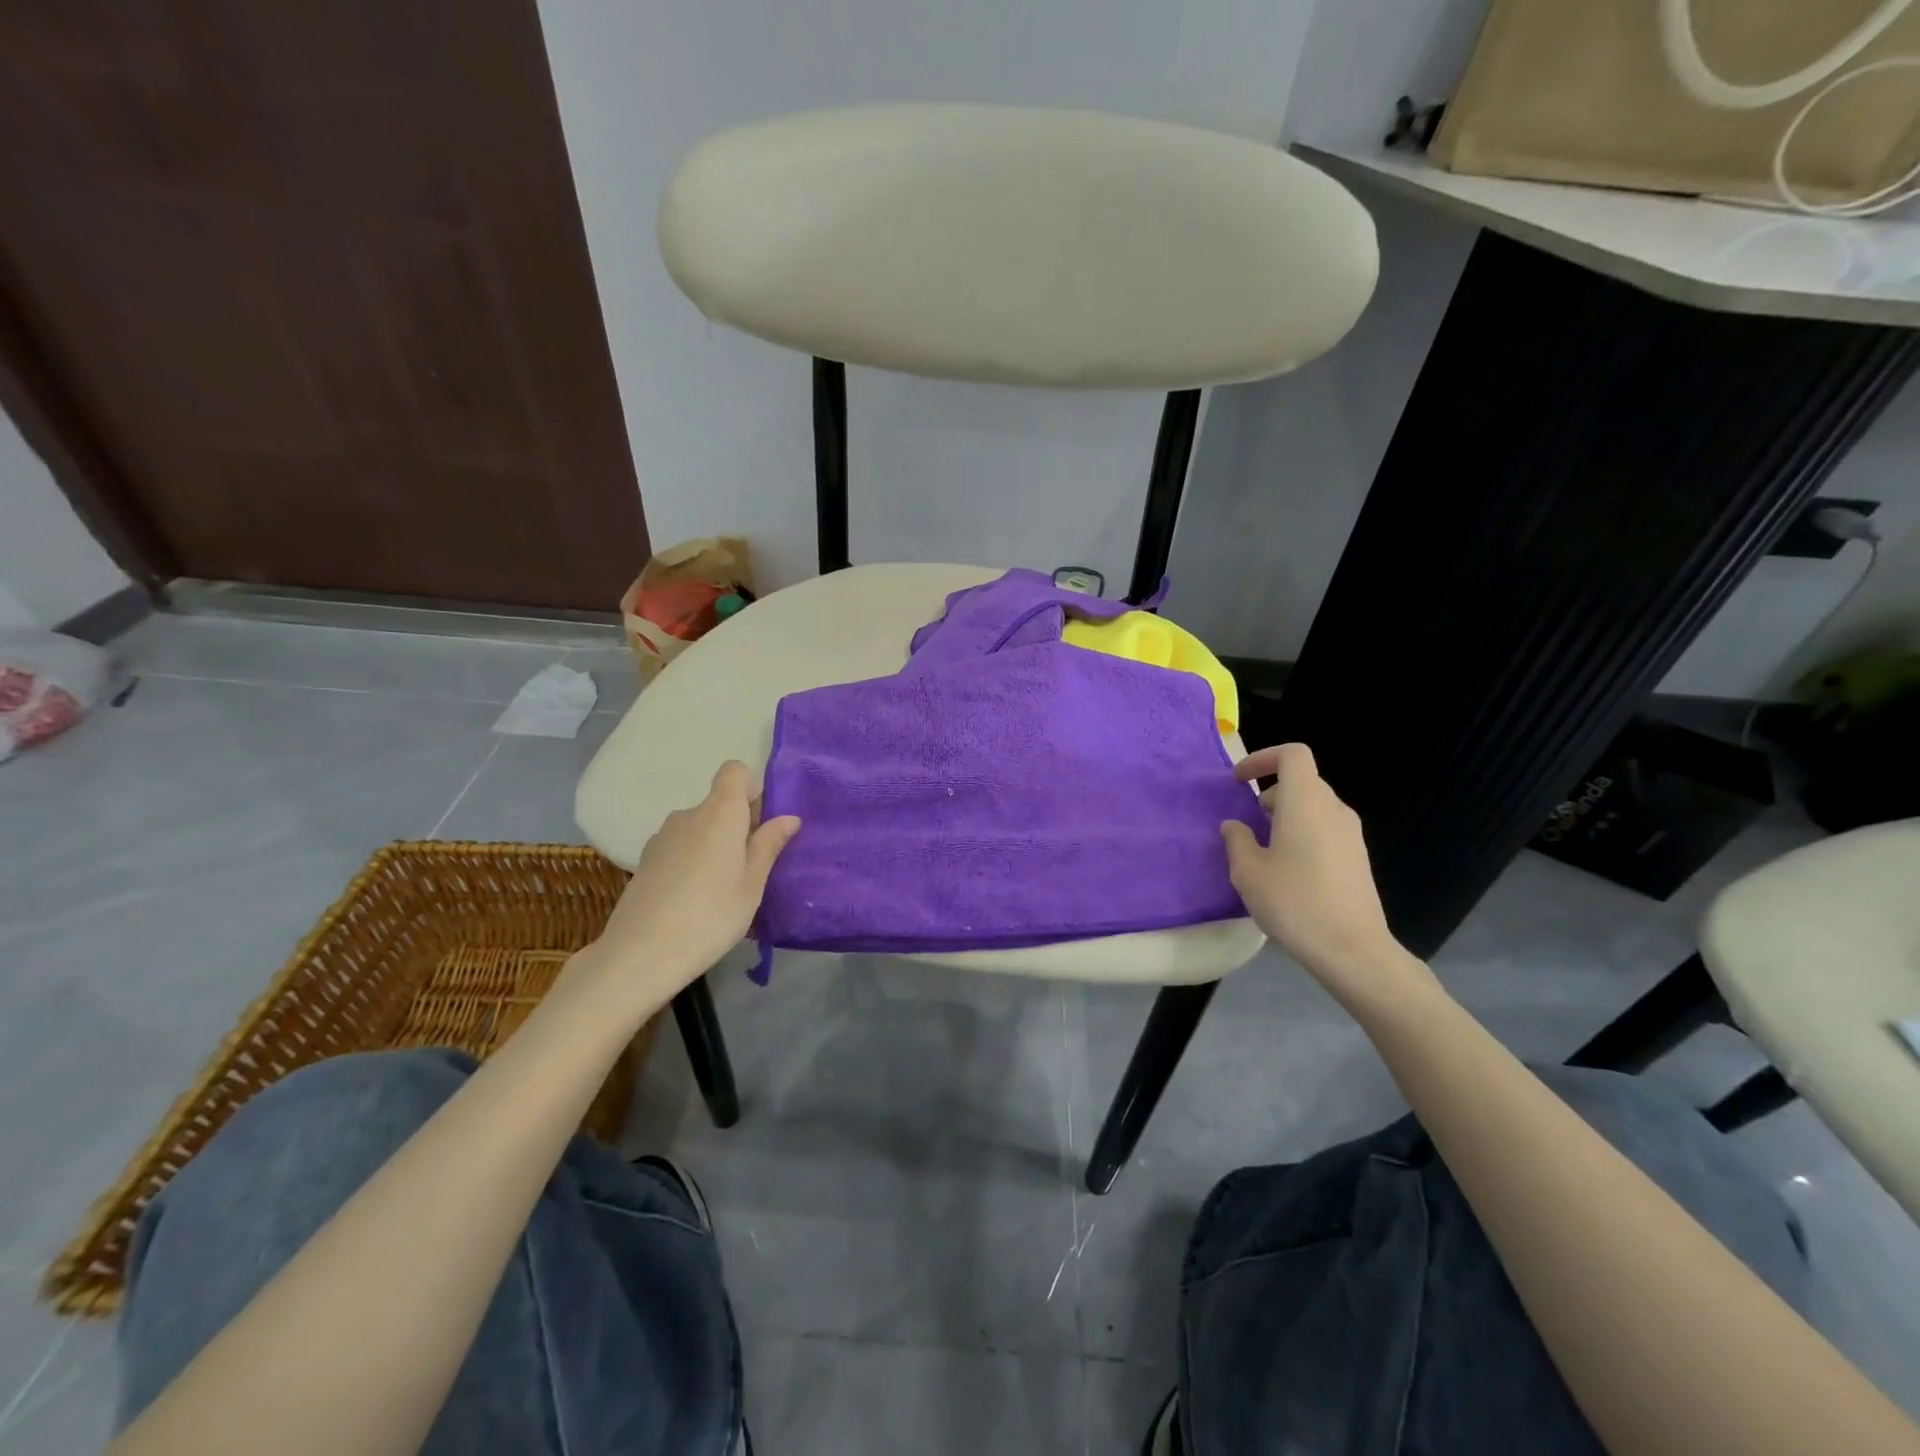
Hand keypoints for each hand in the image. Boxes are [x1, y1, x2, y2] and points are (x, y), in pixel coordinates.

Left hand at [573, 762, 800, 1009]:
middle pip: (719, 802)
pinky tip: (694, 900)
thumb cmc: (711, 915)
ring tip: (723, 889)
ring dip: (715, 845)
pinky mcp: (645, 861)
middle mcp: (688, 815)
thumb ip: (769, 845)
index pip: (734, 771)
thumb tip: (789, 817)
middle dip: (739, 824)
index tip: (762, 823)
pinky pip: (680, 847)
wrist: (640, 955)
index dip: (752, 788)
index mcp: (720, 813)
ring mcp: (662, 838)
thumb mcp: (752, 884)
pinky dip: (693, 861)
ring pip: (699, 827)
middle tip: (752, 866)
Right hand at [1221, 743, 1426, 1002]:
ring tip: (1265, 848)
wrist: (1352, 950)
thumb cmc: (1294, 902)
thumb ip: (1237, 840)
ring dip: (1287, 815)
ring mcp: (1351, 834)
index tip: (1239, 781)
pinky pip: (1326, 829)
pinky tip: (1289, 870)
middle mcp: (1333, 809)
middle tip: (1249, 821)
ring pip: (1315, 806)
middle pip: (1303, 781)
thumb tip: (1235, 826)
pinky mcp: (1358, 858)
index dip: (1263, 758)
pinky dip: (1303, 833)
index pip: (1292, 755)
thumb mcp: (1248, 872)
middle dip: (1271, 792)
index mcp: (1305, 802)